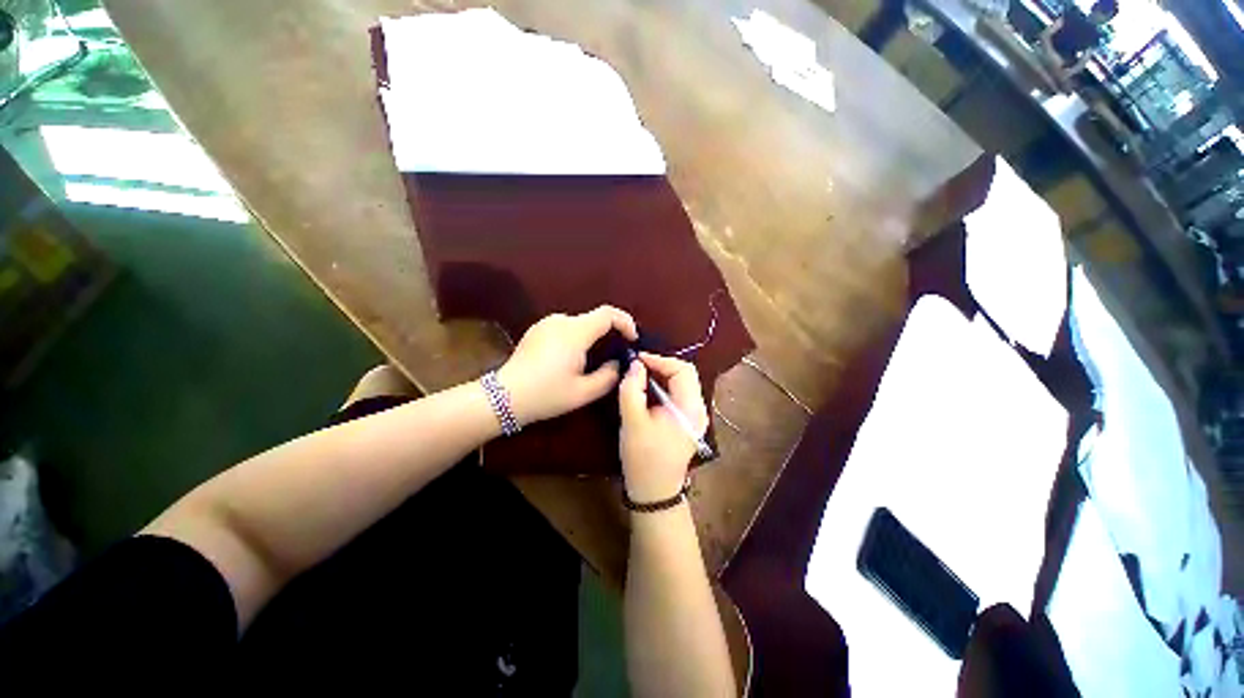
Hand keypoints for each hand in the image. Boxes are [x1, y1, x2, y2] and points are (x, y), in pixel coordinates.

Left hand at [498, 306, 637, 425]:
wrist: (503, 397)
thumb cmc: (546, 394)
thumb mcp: (583, 392)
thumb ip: (609, 376)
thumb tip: (617, 363)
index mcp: (575, 332)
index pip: (608, 314)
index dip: (626, 322)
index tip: (632, 340)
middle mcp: (561, 320)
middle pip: (594, 319)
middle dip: (609, 333)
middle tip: (615, 355)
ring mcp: (546, 323)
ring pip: (580, 324)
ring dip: (592, 337)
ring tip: (592, 361)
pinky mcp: (537, 329)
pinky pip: (565, 328)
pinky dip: (576, 338)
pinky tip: (570, 359)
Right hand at [618, 353, 708, 502]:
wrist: (654, 491)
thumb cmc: (643, 457)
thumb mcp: (632, 420)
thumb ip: (632, 388)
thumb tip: (636, 364)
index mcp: (690, 408)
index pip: (683, 370)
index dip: (660, 360)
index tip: (638, 359)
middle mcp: (699, 408)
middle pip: (685, 374)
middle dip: (661, 365)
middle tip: (638, 366)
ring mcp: (695, 415)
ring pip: (682, 383)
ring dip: (662, 375)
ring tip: (640, 375)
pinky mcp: (688, 421)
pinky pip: (678, 394)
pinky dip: (664, 386)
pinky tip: (648, 390)